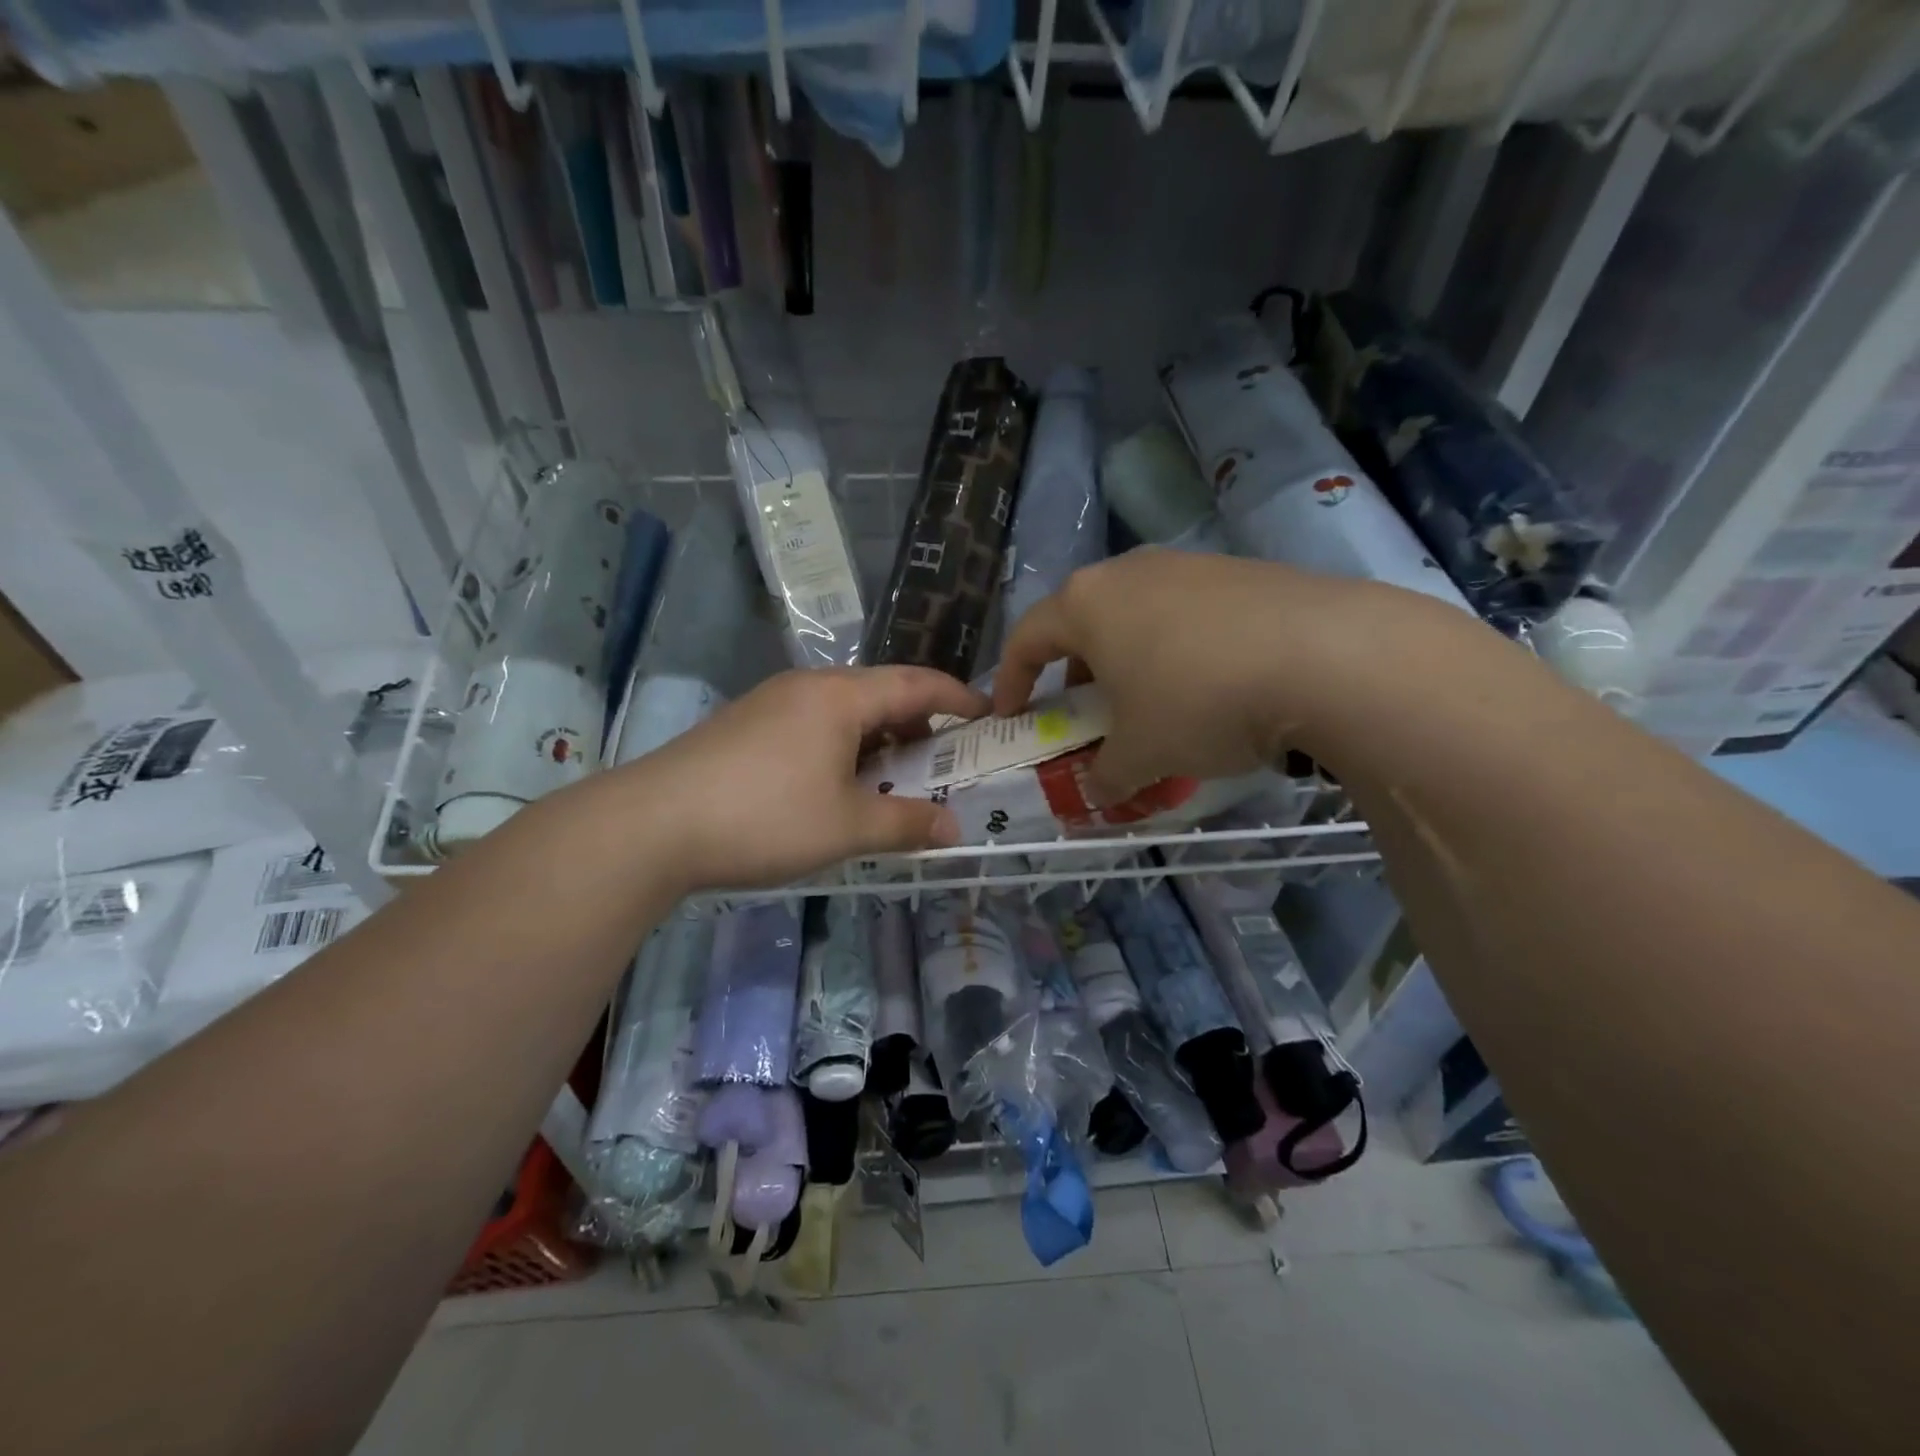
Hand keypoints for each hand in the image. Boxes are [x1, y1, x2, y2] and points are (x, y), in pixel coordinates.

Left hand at [625, 667, 988, 890]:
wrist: (651, 824)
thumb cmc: (764, 817)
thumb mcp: (847, 827)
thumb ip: (906, 823)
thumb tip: (953, 827)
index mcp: (840, 697)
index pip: (916, 683)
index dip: (958, 697)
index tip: (988, 714)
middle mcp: (807, 686)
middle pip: (879, 693)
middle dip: (919, 723)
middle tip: (945, 759)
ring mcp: (770, 702)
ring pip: (843, 711)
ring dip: (877, 739)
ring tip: (894, 778)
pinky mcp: (744, 725)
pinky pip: (812, 724)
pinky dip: (842, 747)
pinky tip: (836, 785)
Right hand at [990, 551, 1412, 802]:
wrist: (1328, 658)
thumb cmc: (1199, 702)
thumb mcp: (1140, 754)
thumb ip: (1105, 775)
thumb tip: (1097, 790)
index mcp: (1087, 604)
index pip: (1027, 638)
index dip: (1011, 680)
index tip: (1011, 715)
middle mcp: (1132, 572)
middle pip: (1082, 621)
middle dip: (1074, 672)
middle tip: (1082, 714)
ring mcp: (1191, 566)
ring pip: (1137, 617)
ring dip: (1128, 662)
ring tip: (1148, 706)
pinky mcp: (1243, 574)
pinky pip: (1188, 616)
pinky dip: (1178, 653)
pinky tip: (1209, 690)